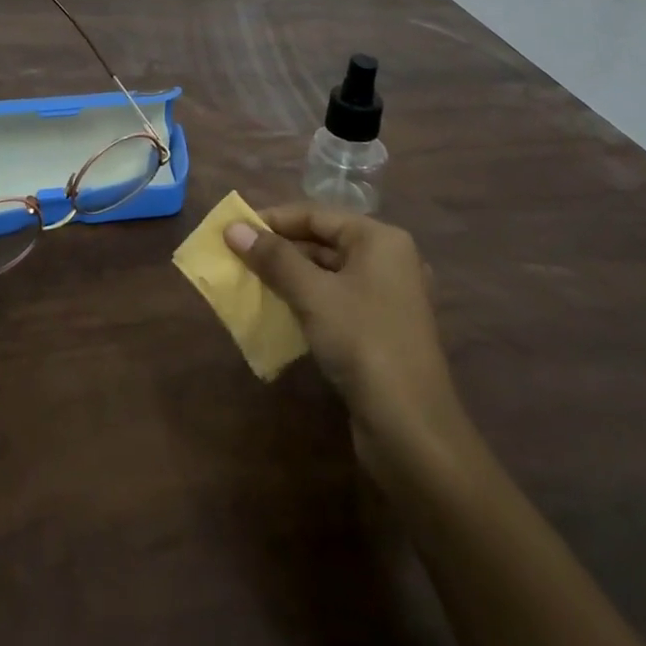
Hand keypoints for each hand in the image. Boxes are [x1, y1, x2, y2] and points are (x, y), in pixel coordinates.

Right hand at [224, 204, 469, 473]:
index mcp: (380, 239)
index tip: (234, 230)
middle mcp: (388, 260)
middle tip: (237, 257)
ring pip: (327, 273)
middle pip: (323, 241)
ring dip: (289, 276)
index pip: (316, 215)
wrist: (412, 430)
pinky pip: (335, 300)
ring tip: (249, 281)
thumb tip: (233, 228)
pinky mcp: (380, 330)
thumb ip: (273, 258)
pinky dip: (306, 301)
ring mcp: (387, 297)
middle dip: (279, 249)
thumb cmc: (363, 343)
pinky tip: (278, 311)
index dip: (273, 220)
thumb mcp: (313, 295)